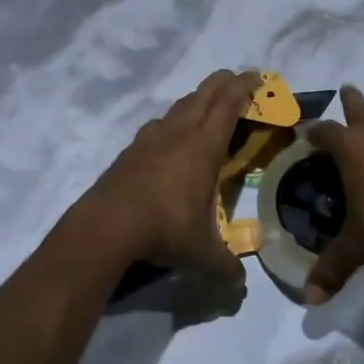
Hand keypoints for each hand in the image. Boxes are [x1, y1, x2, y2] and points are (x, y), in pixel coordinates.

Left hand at [72, 69, 258, 282]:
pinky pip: (158, 124)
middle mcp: (179, 133)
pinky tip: (170, 135)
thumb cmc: (163, 229)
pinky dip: (172, 120)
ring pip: (179, 106)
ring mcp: (151, 137)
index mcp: (204, 147)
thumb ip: (225, 266)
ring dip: (197, 99)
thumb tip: (239, 286)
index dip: (244, 87)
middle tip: (237, 80)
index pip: (229, 105)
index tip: (256, 77)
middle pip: (204, 94)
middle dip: (224, 82)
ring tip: (206, 106)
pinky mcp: (131, 149)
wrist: (107, 225)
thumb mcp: (201, 253)